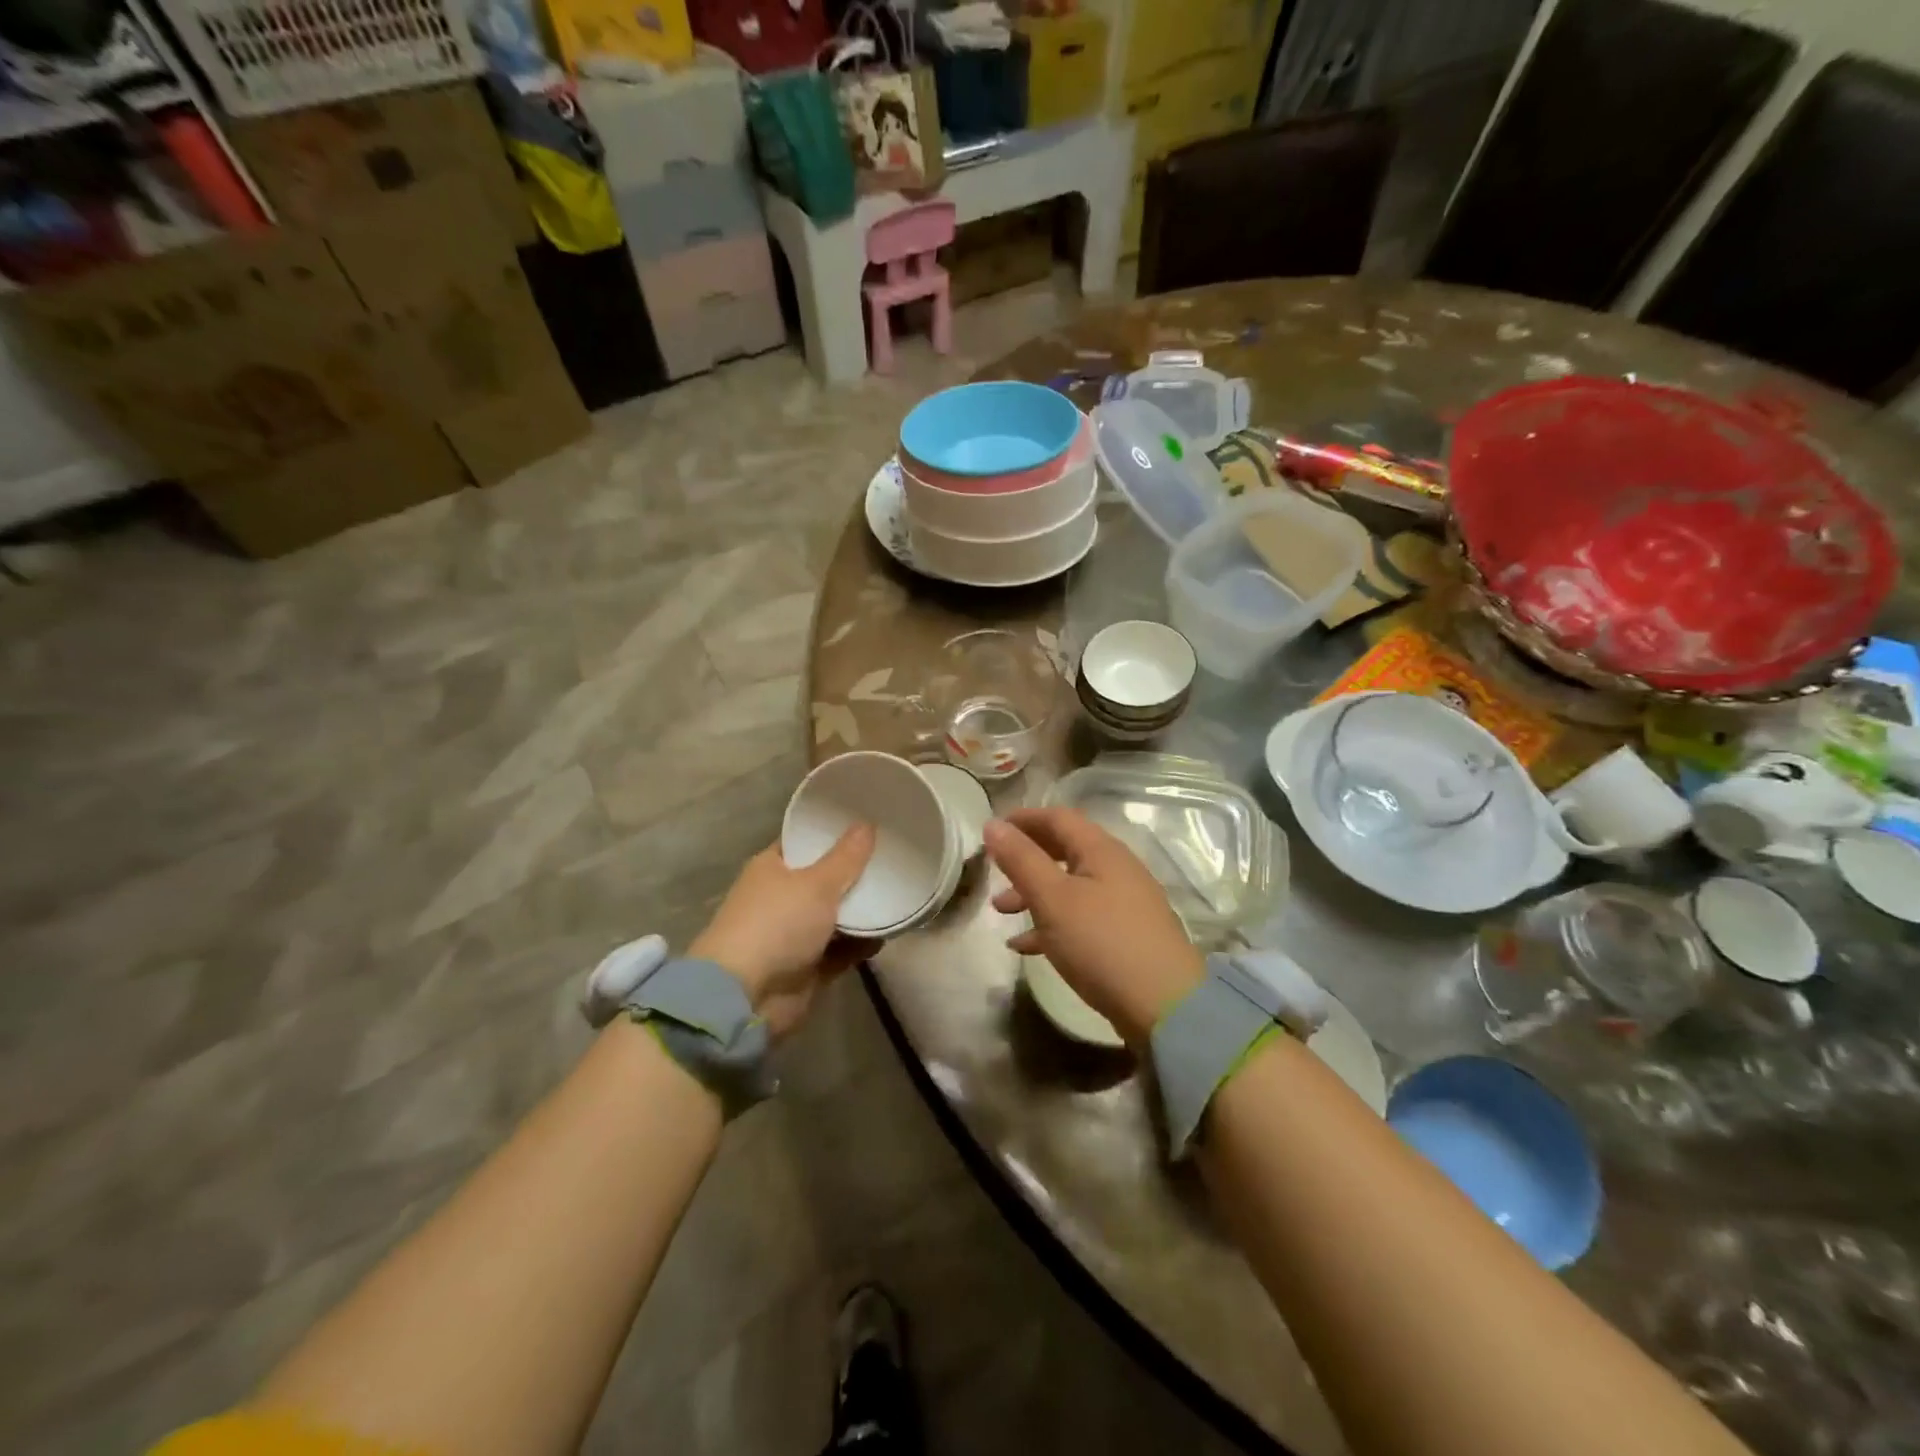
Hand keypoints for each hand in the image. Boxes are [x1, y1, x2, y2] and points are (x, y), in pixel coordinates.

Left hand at [690, 825, 879, 1040]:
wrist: (746, 996)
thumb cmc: (777, 924)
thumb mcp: (816, 884)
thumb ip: (846, 858)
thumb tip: (867, 824)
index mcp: (772, 868)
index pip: (804, 841)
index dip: (832, 833)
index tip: (868, 824)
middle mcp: (780, 897)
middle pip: (824, 879)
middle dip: (855, 873)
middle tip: (894, 857)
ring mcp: (793, 934)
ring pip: (835, 916)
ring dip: (862, 910)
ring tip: (900, 892)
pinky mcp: (807, 966)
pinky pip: (841, 949)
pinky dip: (861, 942)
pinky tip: (890, 932)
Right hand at [985, 808, 1204, 1047]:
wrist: (1165, 1006)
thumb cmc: (1102, 942)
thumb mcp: (1052, 898)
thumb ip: (1021, 859)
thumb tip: (993, 824)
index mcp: (1101, 851)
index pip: (1058, 818)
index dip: (1023, 819)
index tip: (991, 831)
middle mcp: (1116, 869)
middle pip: (1064, 850)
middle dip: (1026, 858)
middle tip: (994, 870)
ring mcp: (1123, 904)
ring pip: (1069, 886)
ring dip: (1033, 893)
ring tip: (1000, 911)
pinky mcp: (1124, 936)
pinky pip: (1080, 918)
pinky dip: (1051, 924)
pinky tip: (1024, 946)